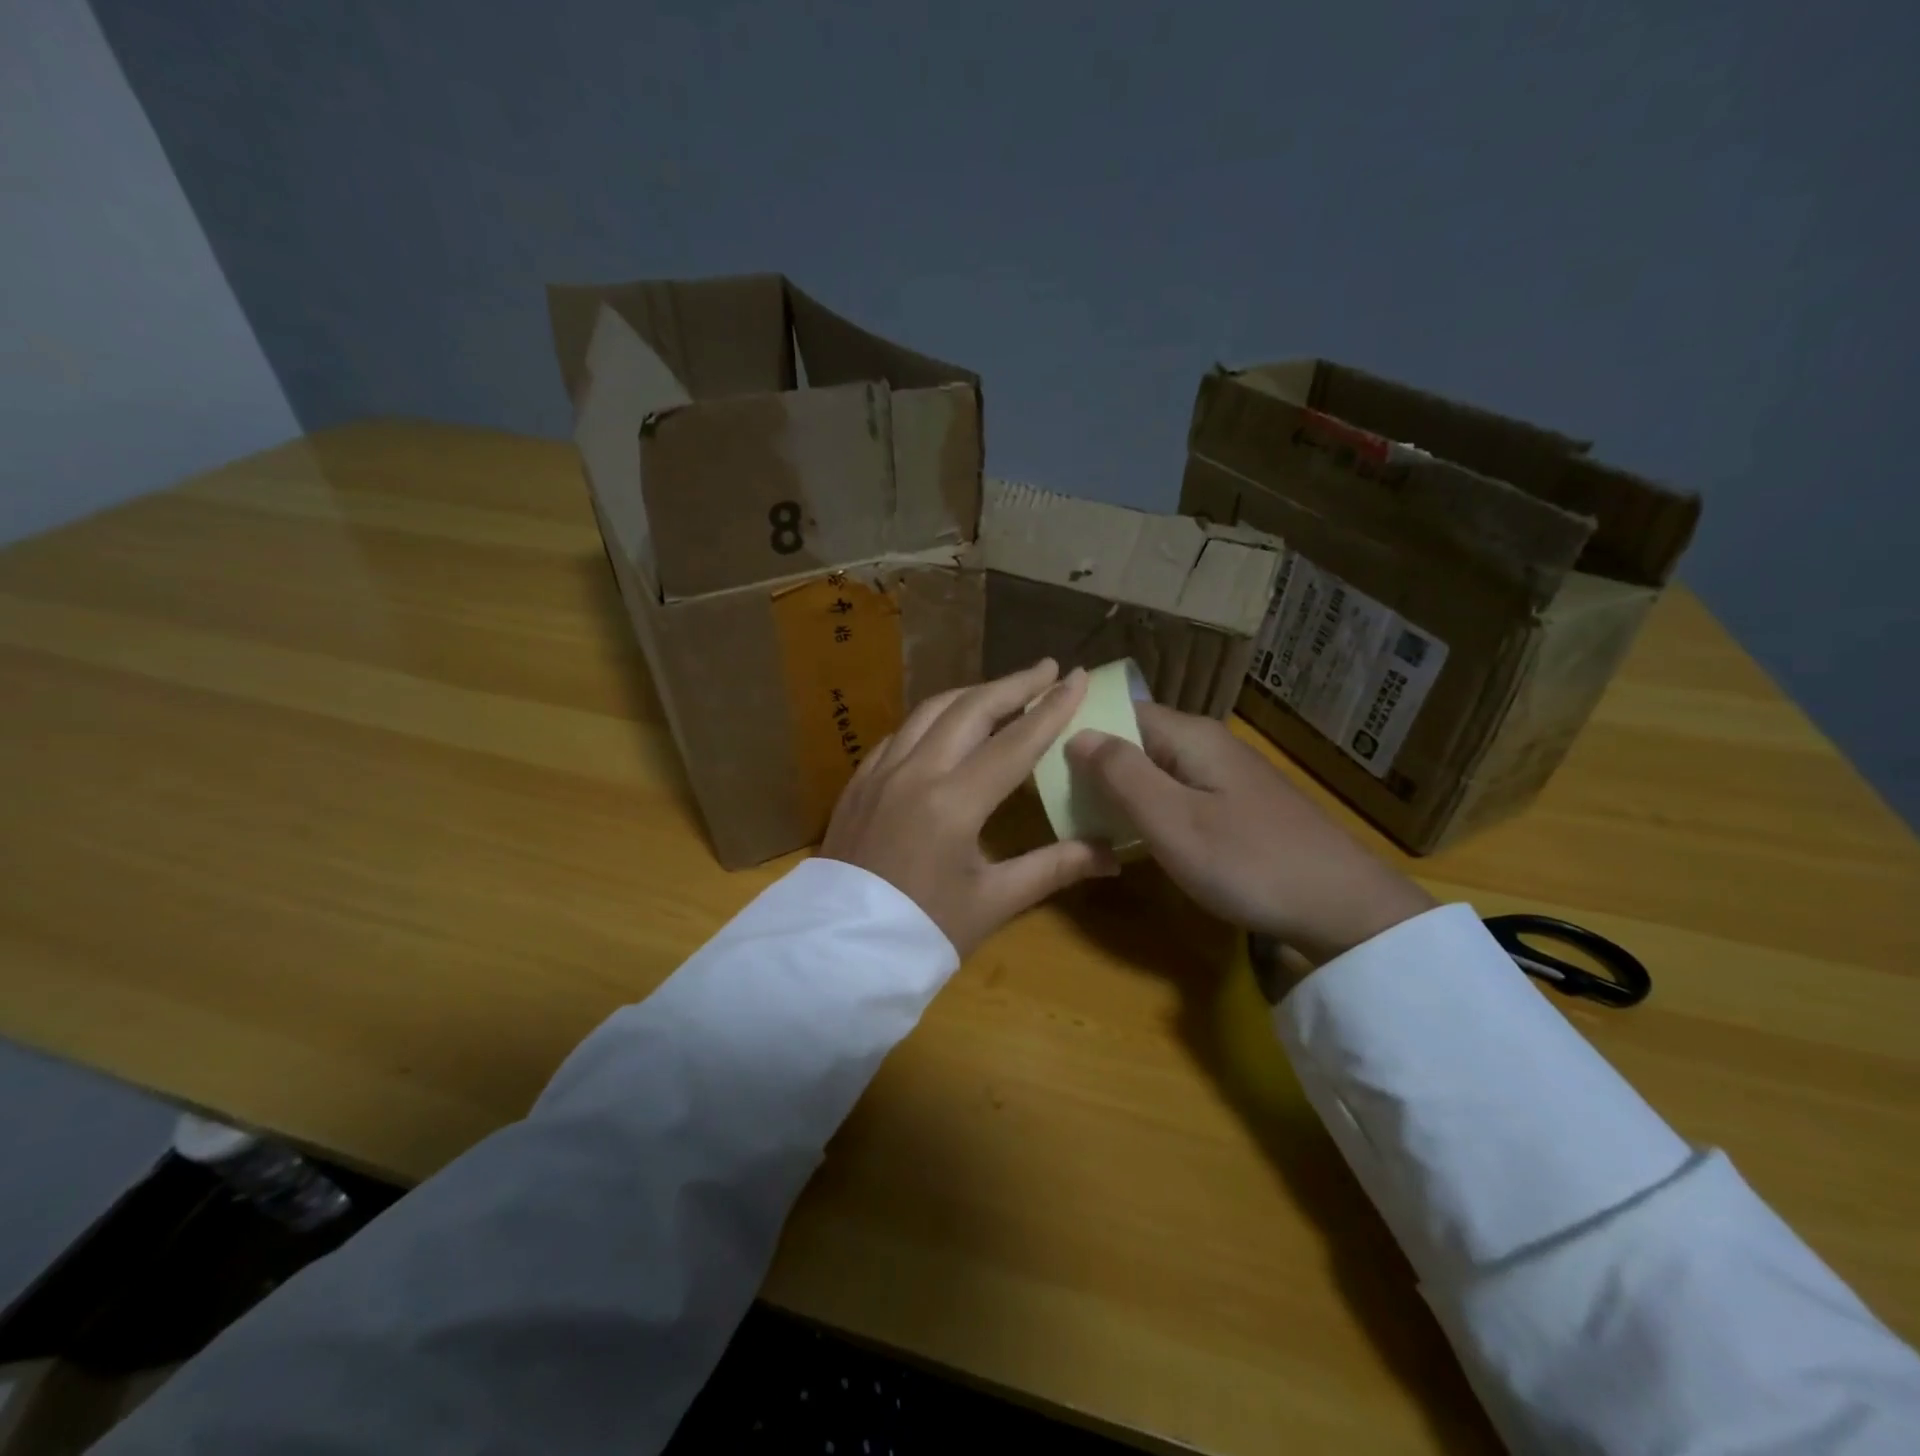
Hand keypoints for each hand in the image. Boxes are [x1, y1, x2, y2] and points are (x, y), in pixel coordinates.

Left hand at [821, 660, 1120, 955]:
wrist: (840, 953)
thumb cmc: (924, 932)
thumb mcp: (994, 902)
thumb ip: (1054, 867)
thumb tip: (1113, 855)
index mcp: (953, 803)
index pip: (1014, 742)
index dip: (1051, 708)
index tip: (1079, 676)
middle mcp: (915, 773)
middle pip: (969, 709)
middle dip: (1012, 684)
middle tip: (1047, 669)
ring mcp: (880, 773)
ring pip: (929, 712)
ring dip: (971, 694)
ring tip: (1003, 690)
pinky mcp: (858, 782)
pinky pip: (900, 733)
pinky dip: (932, 719)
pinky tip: (946, 725)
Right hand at [1066, 703, 1434, 964]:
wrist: (1343, 907)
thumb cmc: (1247, 861)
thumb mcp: (1171, 820)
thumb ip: (1120, 774)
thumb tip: (1076, 733)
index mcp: (1189, 736)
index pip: (1119, 712)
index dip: (1080, 730)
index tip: (1042, 759)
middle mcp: (1207, 744)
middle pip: (1136, 740)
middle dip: (1096, 766)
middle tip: (1058, 801)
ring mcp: (1226, 775)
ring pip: (1156, 770)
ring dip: (1122, 792)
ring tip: (1085, 821)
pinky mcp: (1238, 805)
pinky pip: (1178, 794)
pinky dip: (1151, 810)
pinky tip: (1138, 838)